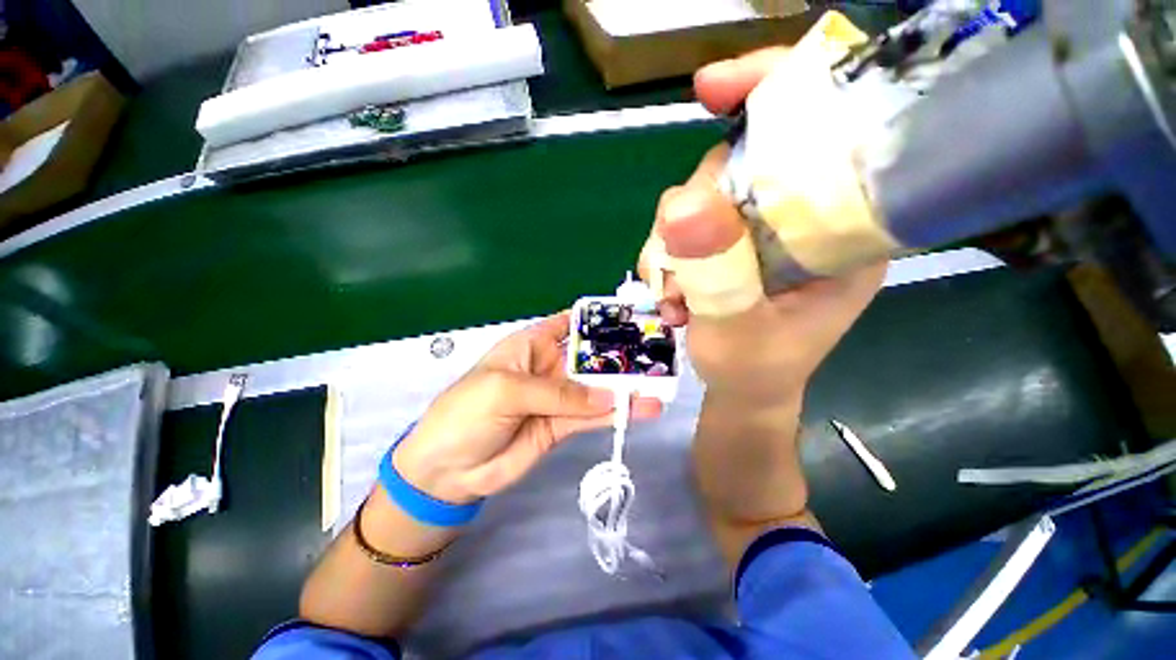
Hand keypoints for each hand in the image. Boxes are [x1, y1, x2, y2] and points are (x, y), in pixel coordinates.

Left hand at [392, 312, 662, 504]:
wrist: (448, 470)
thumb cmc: (467, 413)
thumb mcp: (507, 391)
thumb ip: (558, 392)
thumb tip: (607, 395)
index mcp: (532, 344)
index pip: (570, 323)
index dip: (598, 320)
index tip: (632, 320)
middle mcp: (549, 366)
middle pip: (591, 357)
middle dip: (620, 355)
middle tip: (657, 356)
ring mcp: (558, 397)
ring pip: (597, 388)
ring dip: (625, 388)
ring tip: (659, 386)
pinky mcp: (562, 425)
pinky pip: (593, 416)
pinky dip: (616, 414)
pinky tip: (642, 410)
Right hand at [640, 47, 886, 407]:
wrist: (743, 392)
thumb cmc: (755, 370)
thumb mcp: (736, 328)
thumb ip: (714, 272)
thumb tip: (678, 204)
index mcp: (839, 229)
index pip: (819, 131)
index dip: (769, 94)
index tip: (711, 87)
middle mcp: (801, 218)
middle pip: (735, 165)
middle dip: (691, 212)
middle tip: (677, 272)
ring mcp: (758, 230)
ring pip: (698, 199)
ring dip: (670, 247)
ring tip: (674, 299)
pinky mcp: (728, 245)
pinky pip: (682, 228)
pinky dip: (665, 259)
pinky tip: (671, 297)